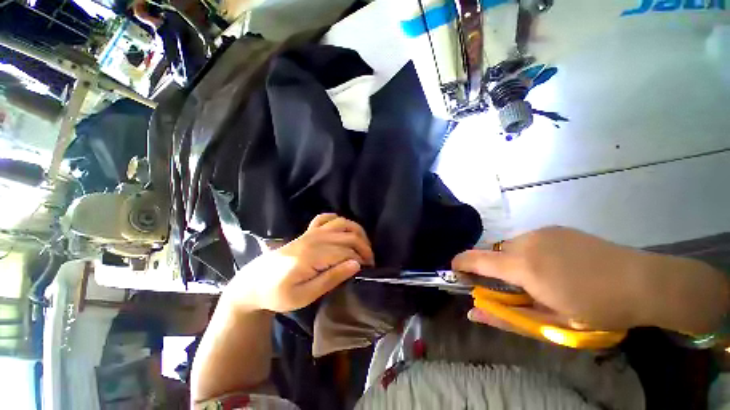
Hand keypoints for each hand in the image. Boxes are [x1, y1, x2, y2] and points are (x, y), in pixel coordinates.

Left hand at [226, 214, 373, 312]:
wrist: (255, 283)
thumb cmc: (278, 294)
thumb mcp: (304, 296)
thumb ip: (331, 279)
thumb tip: (356, 264)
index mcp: (314, 255)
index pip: (347, 251)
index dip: (362, 259)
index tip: (369, 271)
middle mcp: (315, 238)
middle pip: (349, 235)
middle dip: (364, 246)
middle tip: (370, 261)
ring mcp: (311, 232)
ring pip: (341, 223)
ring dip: (357, 231)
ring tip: (363, 244)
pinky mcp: (308, 232)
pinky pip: (325, 218)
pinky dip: (337, 220)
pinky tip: (343, 229)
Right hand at [452, 227, 728, 334]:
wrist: (644, 281)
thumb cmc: (597, 309)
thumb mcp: (550, 322)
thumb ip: (506, 317)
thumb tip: (474, 312)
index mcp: (523, 266)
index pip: (476, 259)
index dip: (460, 263)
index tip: (455, 271)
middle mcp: (526, 242)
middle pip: (493, 252)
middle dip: (492, 268)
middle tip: (512, 288)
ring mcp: (541, 232)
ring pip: (510, 245)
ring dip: (512, 261)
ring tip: (538, 278)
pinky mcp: (555, 228)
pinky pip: (528, 240)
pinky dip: (527, 252)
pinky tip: (554, 265)